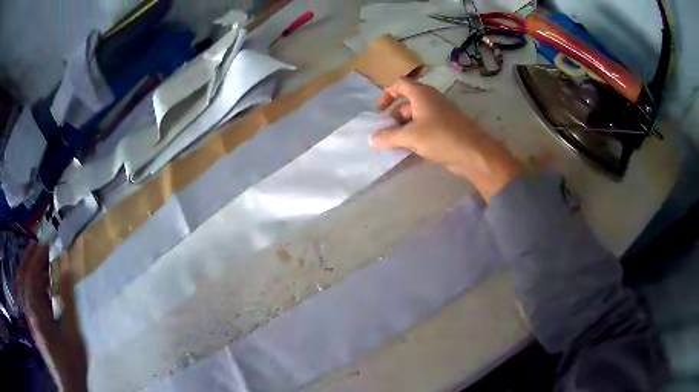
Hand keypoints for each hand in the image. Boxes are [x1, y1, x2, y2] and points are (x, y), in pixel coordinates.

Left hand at [20, 245, 87, 391]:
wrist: (69, 384)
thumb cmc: (70, 359)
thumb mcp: (71, 330)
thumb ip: (67, 296)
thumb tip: (67, 265)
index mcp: (34, 308)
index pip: (30, 272)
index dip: (37, 256)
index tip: (48, 244)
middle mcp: (29, 308)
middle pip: (26, 276)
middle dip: (34, 260)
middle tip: (46, 250)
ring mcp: (31, 316)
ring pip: (29, 287)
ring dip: (36, 274)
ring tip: (48, 266)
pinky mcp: (35, 323)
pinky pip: (33, 298)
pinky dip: (38, 288)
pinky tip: (47, 289)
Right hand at [370, 78, 521, 201]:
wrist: (473, 153)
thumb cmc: (440, 137)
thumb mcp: (410, 137)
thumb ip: (389, 137)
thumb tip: (372, 139)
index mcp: (422, 94)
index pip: (400, 84)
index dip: (387, 95)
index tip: (379, 112)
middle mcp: (431, 100)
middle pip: (406, 103)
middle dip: (394, 117)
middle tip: (386, 133)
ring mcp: (440, 114)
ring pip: (416, 117)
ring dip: (404, 128)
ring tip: (395, 144)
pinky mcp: (446, 128)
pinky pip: (425, 127)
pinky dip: (415, 135)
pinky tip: (410, 150)